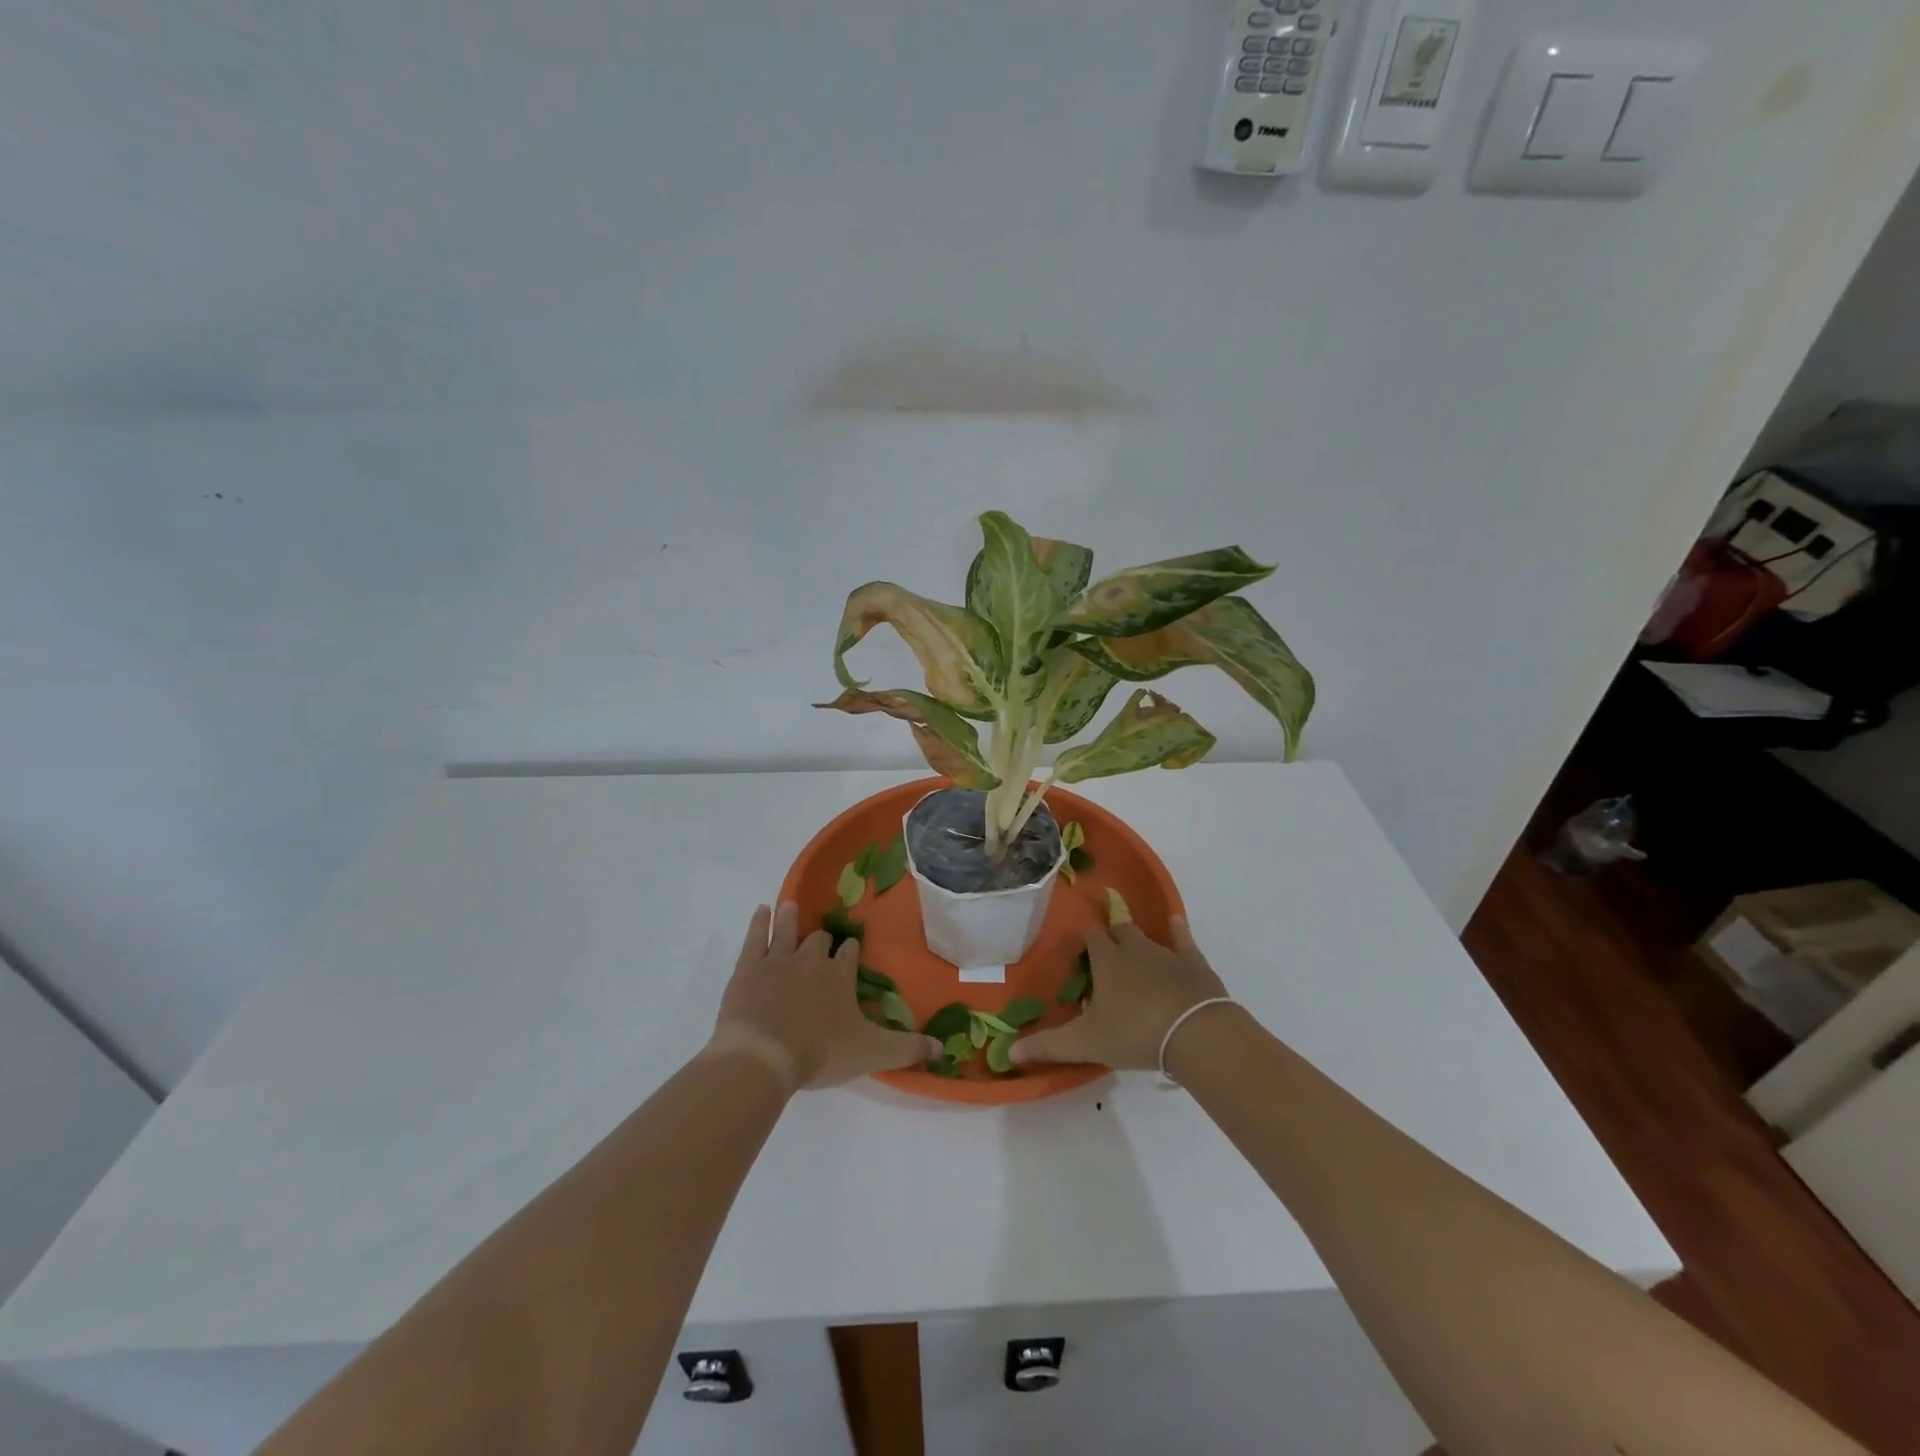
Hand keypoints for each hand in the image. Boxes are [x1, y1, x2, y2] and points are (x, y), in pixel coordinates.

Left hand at [705, 903, 941, 1092]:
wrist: (763, 1056)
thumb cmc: (820, 1053)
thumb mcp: (872, 1053)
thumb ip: (907, 1049)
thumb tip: (941, 1047)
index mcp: (840, 975)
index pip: (849, 953)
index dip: (850, 951)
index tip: (850, 949)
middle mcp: (811, 959)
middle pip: (819, 940)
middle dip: (821, 939)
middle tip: (821, 941)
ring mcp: (777, 960)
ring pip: (787, 931)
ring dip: (790, 919)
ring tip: (791, 906)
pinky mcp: (748, 968)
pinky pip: (755, 937)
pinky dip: (759, 923)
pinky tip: (762, 911)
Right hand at [1012, 917, 1229, 1071]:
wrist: (1195, 1032)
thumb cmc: (1135, 1033)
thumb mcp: (1086, 1043)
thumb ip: (1048, 1046)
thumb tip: (1009, 1051)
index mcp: (1107, 961)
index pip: (1091, 938)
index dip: (1086, 943)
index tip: (1082, 954)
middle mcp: (1134, 948)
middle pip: (1119, 931)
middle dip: (1112, 936)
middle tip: (1108, 952)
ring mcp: (1166, 953)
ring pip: (1147, 937)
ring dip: (1139, 941)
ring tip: (1135, 950)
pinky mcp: (1194, 963)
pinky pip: (1184, 940)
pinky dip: (1178, 931)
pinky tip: (1176, 923)